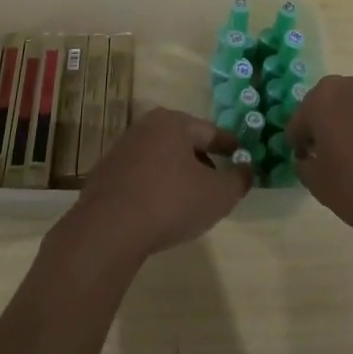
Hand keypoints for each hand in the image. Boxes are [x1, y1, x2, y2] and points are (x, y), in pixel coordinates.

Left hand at [58, 107, 249, 261]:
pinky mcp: (104, 175)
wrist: (108, 230)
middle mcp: (144, 128)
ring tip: (189, 199)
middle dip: (202, 160)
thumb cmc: (170, 202)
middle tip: (217, 181)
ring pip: (160, 158)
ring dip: (176, 174)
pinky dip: (154, 187)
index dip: (229, 145)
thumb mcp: (218, 195)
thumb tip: (247, 169)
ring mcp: (120, 151)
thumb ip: (238, 180)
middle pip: (182, 142)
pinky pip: (140, 177)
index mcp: (173, 123)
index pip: (210, 131)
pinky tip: (160, 210)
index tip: (241, 155)